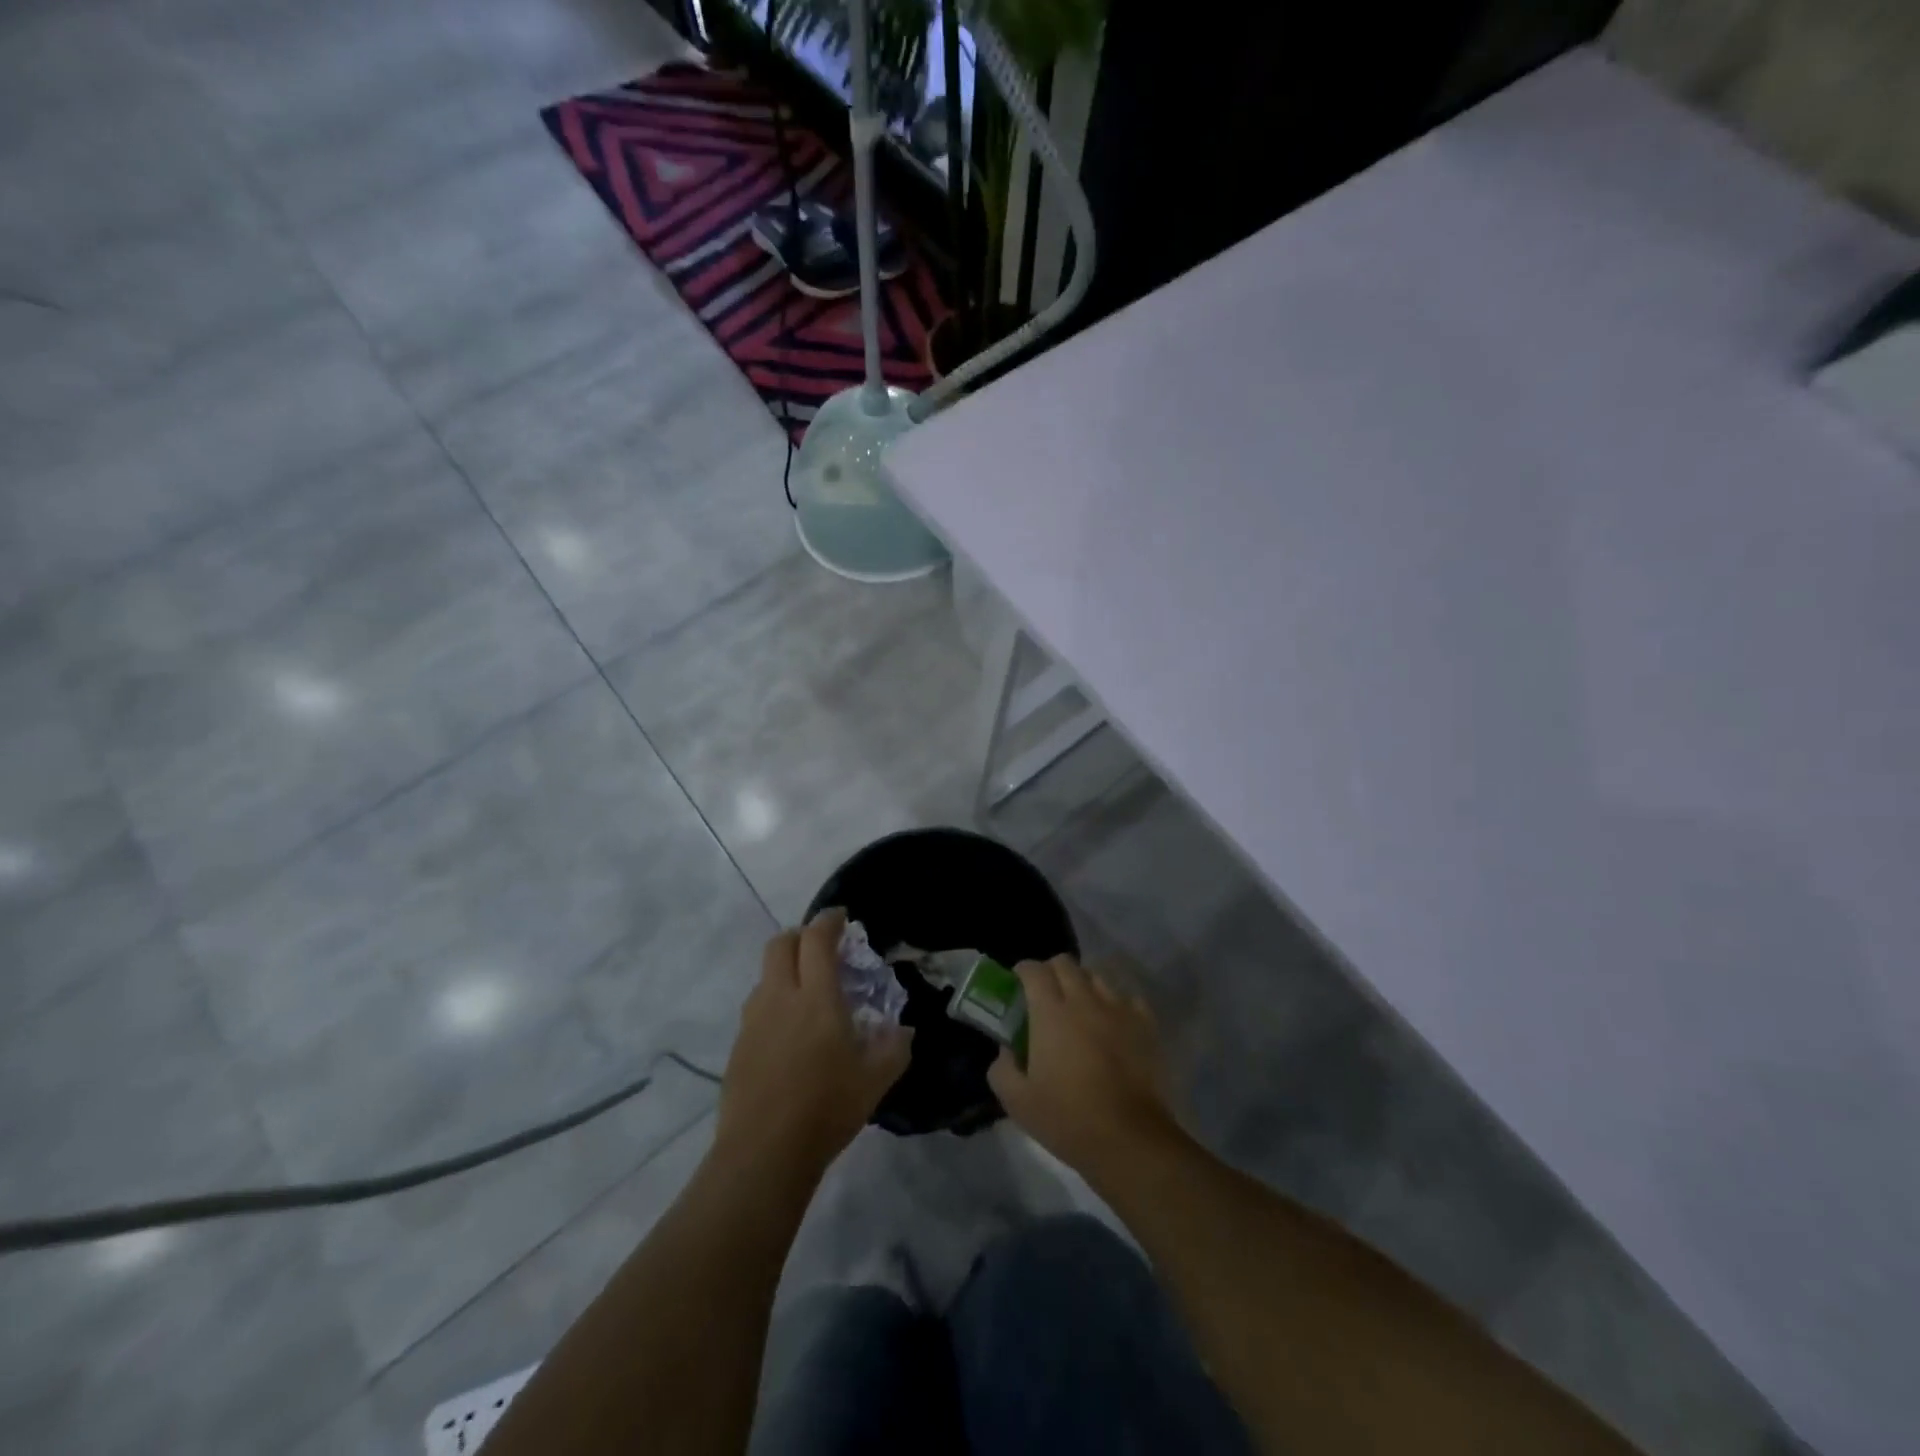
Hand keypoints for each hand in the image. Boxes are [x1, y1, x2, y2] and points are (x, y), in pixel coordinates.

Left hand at [714, 909, 912, 1183]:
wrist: (764, 1153)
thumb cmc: (826, 1108)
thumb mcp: (876, 1079)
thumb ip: (894, 1047)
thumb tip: (903, 1031)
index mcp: (816, 997)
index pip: (817, 939)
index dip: (829, 921)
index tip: (842, 918)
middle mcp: (780, 997)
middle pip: (781, 944)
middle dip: (801, 936)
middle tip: (822, 948)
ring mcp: (753, 1021)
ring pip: (765, 975)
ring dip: (785, 969)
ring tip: (807, 993)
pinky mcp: (738, 1046)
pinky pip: (757, 1007)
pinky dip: (774, 1001)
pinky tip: (789, 1033)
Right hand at [988, 956, 1182, 1179]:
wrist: (1129, 1139)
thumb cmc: (1068, 1119)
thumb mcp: (1017, 1101)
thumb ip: (1002, 1068)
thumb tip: (1007, 1050)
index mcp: (1050, 1012)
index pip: (1034, 970)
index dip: (1023, 971)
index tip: (1018, 984)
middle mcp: (1084, 1000)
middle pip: (1066, 963)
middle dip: (1051, 972)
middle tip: (1045, 996)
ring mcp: (1119, 1009)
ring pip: (1097, 977)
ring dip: (1083, 985)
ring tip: (1080, 1009)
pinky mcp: (1146, 1025)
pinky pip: (1128, 999)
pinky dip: (1116, 1004)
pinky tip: (1112, 1025)